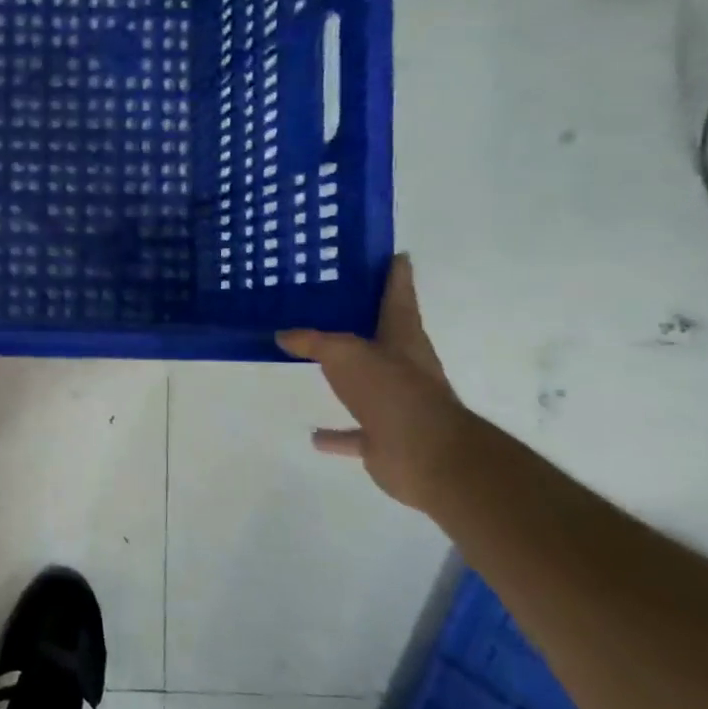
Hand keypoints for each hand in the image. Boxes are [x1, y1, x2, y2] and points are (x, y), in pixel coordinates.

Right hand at [276, 255, 476, 508]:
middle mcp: (403, 367)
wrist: (424, 454)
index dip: (396, 275)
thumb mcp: (344, 353)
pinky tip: (314, 435)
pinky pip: (353, 433)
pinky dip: (336, 434)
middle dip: (362, 323)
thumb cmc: (389, 389)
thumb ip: (312, 341)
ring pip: (366, 383)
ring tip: (314, 365)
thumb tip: (283, 335)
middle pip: (382, 338)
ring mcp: (396, 403)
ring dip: (346, 377)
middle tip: (331, 305)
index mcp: (402, 338)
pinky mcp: (384, 437)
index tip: (395, 255)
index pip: (398, 297)